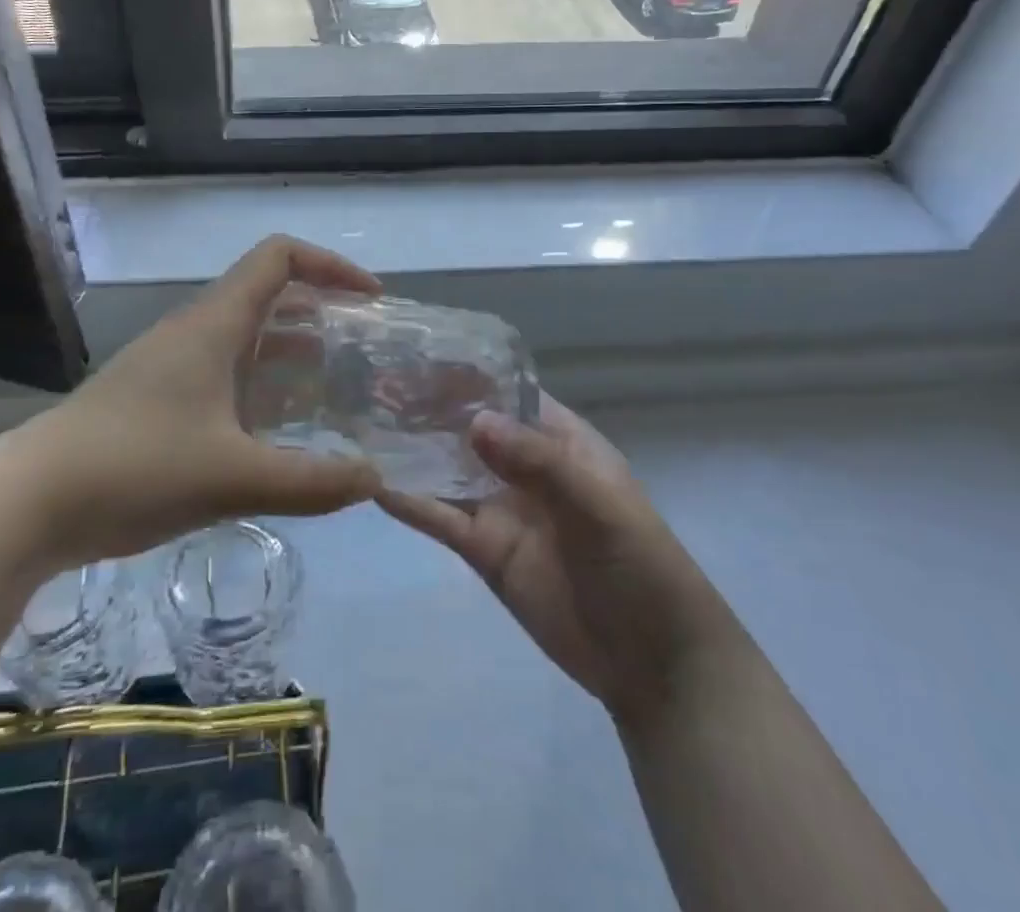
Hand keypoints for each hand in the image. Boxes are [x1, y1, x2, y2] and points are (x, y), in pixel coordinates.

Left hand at [0, 236, 384, 571]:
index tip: (370, 299)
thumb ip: (311, 481)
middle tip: (361, 349)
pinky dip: (259, 386)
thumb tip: (374, 481)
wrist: (29, 502)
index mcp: (213, 324)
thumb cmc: (135, 468)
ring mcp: (169, 364)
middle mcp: (193, 331)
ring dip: (290, 352)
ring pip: (243, 337)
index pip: (279, 258)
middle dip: (319, 311)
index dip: (330, 265)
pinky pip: (222, 373)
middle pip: (266, 294)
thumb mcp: (233, 477)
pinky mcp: (154, 398)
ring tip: (333, 388)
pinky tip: (276, 432)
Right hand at [379, 395, 739, 726]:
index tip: (418, 354)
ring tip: (364, 424)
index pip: (508, 394)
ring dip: (414, 451)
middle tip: (375, 385)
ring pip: (450, 470)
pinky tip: (375, 485)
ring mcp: (502, 508)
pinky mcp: (485, 550)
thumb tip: (473, 422)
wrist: (655, 665)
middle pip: (470, 429)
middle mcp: (526, 467)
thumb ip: (537, 462)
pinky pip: (443, 519)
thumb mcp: (597, 505)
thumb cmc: (641, 566)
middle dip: (429, 409)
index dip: (468, 375)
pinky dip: (412, 502)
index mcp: (561, 441)